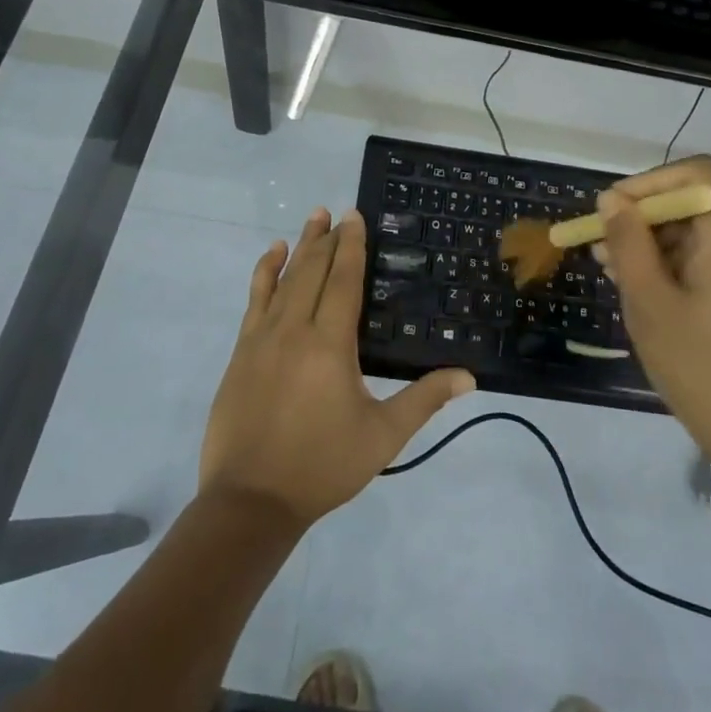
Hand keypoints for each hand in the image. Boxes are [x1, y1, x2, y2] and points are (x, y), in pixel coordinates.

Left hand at [200, 208, 475, 528]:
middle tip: (336, 211)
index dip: (351, 246)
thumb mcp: (383, 436)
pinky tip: (271, 256)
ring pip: (283, 279)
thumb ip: (425, 400)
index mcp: (330, 343)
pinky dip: (264, 273)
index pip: (343, 280)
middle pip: (312, 271)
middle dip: (327, 238)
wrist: (251, 500)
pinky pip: (254, 300)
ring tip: (311, 219)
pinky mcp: (241, 352)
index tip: (355, 216)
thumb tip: (469, 376)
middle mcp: (294, 329)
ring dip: (299, 247)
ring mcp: (262, 338)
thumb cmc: (323, 465)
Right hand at [594, 156, 710, 462]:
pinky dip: (677, 263)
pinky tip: (642, 287)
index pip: (698, 173)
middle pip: (697, 203)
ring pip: (701, 233)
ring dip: (655, 243)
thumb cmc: (698, 366)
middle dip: (645, 217)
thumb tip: (612, 199)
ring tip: (612, 269)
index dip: (651, 181)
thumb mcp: (649, 300)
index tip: (614, 208)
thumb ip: (628, 242)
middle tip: (602, 244)